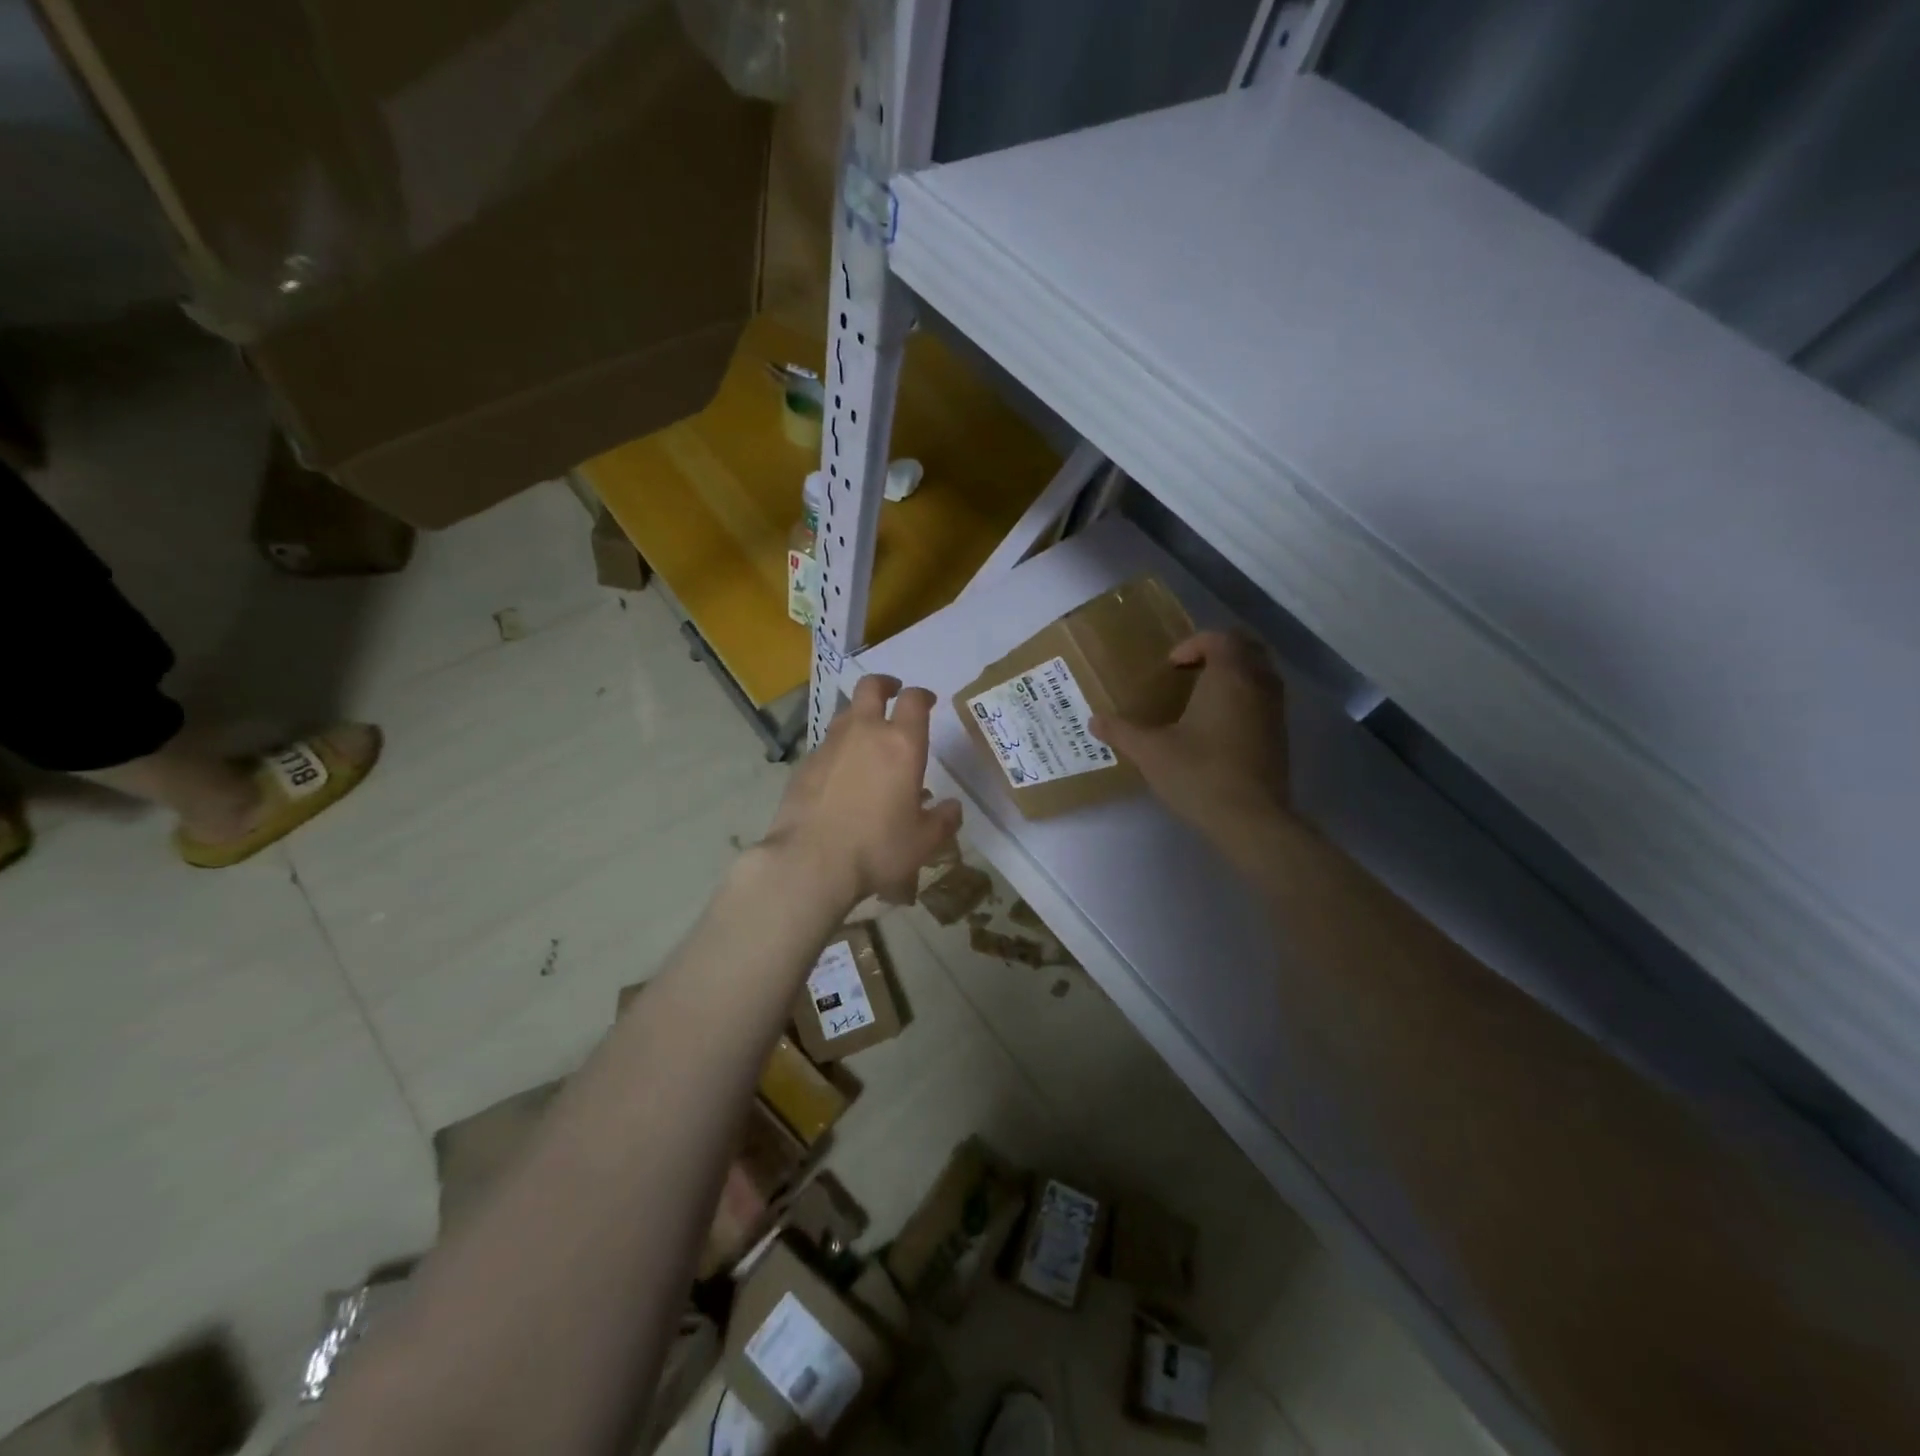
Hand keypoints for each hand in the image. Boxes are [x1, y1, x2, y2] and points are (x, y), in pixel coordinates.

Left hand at [762, 674, 961, 908]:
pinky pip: (826, 745)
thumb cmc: (878, 848)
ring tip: (867, 738)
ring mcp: (830, 746)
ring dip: (859, 717)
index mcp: (902, 744)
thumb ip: (943, 820)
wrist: (811, 862)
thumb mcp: (923, 842)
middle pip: (871, 687)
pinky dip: (838, 750)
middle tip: (892, 692)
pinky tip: (841, 775)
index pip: (914, 701)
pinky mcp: (804, 764)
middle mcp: (865, 733)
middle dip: (884, 685)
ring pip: (845, 714)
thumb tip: (952, 807)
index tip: (928, 701)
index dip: (922, 695)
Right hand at [1090, 631, 1288, 837]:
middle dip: (1219, 652)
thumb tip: (1094, 720)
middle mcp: (1258, 685)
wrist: (1251, 819)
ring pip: (1261, 673)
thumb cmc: (1199, 774)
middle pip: (1247, 648)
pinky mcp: (1280, 736)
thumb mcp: (1151, 752)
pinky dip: (1245, 698)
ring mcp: (1275, 711)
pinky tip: (1218, 726)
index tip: (1171, 667)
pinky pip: (1265, 699)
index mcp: (1229, 677)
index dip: (1194, 644)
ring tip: (1202, 696)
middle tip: (1189, 670)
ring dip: (1234, 674)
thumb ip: (1122, 731)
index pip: (1220, 638)